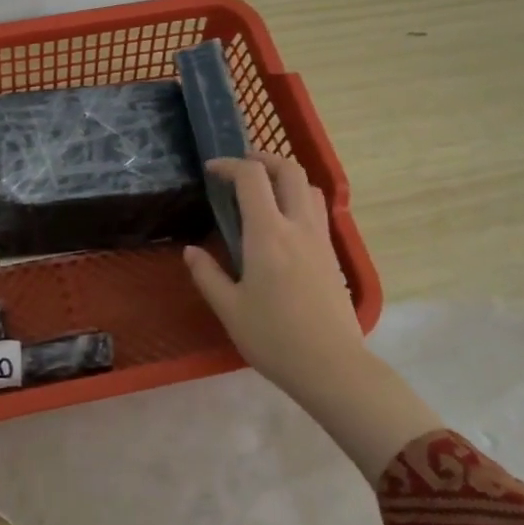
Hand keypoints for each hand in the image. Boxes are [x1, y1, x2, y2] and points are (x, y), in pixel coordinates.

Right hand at [184, 154, 440, 482]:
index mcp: (267, 234)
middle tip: (241, 166)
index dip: (229, 165)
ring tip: (264, 189)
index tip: (211, 170)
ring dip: (285, 176)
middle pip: (289, 171)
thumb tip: (191, 251)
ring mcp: (321, 239)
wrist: (332, 366)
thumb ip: (207, 275)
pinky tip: (282, 223)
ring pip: (308, 188)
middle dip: (264, 158)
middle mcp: (298, 226)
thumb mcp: (229, 309)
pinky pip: (317, 211)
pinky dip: (298, 199)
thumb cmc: (274, 338)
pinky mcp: (332, 256)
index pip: (251, 178)